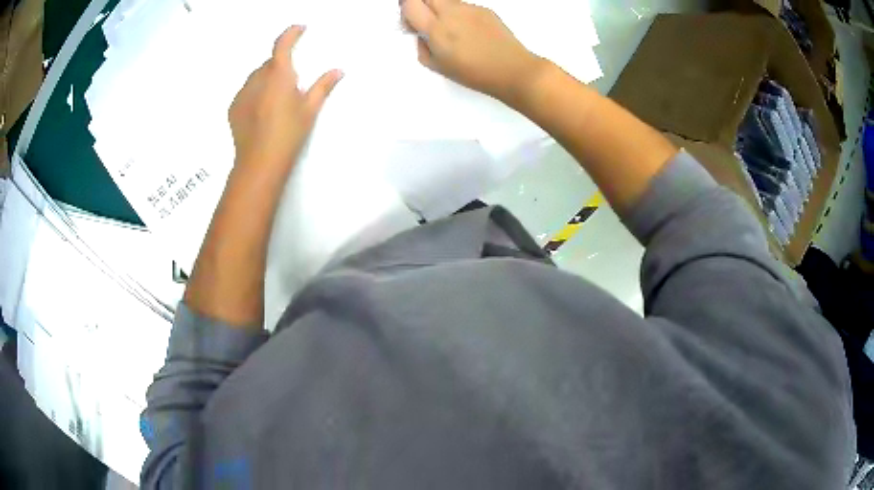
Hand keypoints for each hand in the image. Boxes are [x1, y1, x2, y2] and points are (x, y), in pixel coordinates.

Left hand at [229, 25, 341, 172]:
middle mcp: (257, 79)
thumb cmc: (289, 134)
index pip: (282, 45)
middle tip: (292, 80)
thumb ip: (323, 86)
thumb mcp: (310, 110)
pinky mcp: (233, 108)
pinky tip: (262, 110)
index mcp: (278, 75)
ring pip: (256, 77)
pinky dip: (255, 92)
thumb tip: (338, 70)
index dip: (291, 34)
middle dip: (280, 64)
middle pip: (269, 63)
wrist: (259, 163)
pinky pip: (246, 91)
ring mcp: (242, 93)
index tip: (299, 29)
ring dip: (267, 78)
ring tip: (276, 97)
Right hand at [401, 0, 545, 104]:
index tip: (410, 20)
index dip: (406, 8)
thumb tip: (420, 34)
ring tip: (450, 28)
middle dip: (421, 4)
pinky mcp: (484, 9)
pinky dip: (458, 14)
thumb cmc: (475, 74)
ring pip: (445, 0)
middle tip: (425, 20)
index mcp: (436, 29)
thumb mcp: (438, 67)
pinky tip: (469, 31)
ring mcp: (469, 9)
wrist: (513, 70)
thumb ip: (422, 47)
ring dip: (439, 8)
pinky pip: (463, 6)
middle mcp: (451, 13)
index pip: (410, 3)